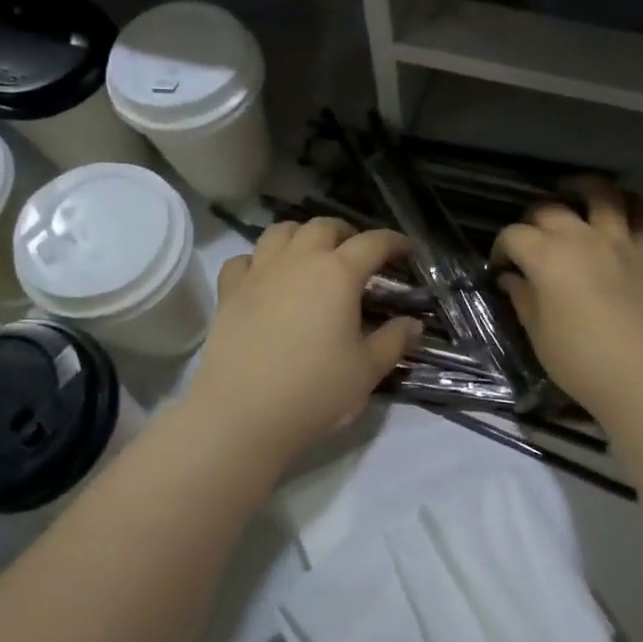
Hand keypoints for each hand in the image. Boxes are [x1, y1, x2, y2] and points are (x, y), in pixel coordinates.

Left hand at [185, 219, 421, 466]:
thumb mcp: (367, 370)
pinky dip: (258, 260)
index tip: (407, 249)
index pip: (373, 243)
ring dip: (301, 235)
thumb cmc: (315, 390)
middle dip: (345, 233)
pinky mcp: (229, 293)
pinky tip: (264, 277)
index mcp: (338, 274)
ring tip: (311, 254)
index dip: (394, 242)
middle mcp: (298, 261)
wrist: (243, 414)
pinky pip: (243, 260)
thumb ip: (394, 341)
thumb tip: (413, 324)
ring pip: (280, 232)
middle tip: (357, 253)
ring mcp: (259, 273)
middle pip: (323, 227)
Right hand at [494, 177, 642, 417]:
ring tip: (573, 191)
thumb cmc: (579, 359)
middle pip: (549, 210)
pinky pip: (641, 216)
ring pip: (602, 194)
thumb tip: (512, 279)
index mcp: (546, 257)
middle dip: (532, 220)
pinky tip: (618, 214)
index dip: (501, 248)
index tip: (501, 267)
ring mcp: (618, 241)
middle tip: (530, 240)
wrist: (642, 375)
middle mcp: (580, 238)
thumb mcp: (538, 333)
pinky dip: (629, 208)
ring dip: (584, 187)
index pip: (514, 235)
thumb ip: (523, 298)